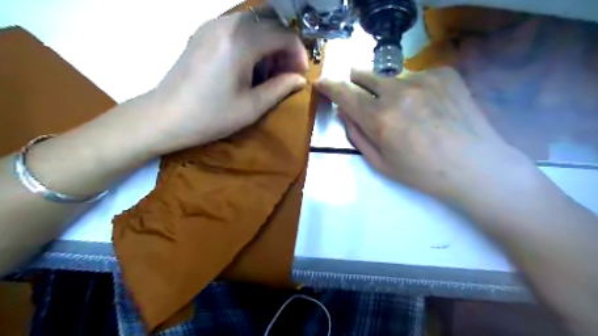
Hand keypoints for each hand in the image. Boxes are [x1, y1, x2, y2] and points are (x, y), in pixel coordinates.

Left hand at [135, 10, 305, 156]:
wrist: (166, 117)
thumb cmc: (211, 116)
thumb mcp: (252, 107)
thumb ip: (280, 88)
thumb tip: (300, 80)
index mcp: (240, 41)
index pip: (283, 33)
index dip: (298, 52)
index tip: (300, 73)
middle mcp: (227, 24)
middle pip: (270, 22)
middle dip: (285, 46)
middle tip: (287, 72)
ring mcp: (212, 26)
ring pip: (254, 23)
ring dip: (269, 44)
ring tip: (269, 72)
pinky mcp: (203, 33)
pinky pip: (237, 28)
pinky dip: (252, 43)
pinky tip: (249, 67)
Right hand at [315, 66, 528, 203]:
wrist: (474, 166)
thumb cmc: (421, 172)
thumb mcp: (380, 163)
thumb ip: (356, 135)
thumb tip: (343, 112)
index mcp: (379, 118)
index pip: (344, 94)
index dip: (329, 87)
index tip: (321, 83)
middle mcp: (398, 92)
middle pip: (364, 75)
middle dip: (355, 81)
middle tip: (358, 90)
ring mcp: (423, 79)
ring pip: (391, 77)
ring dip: (387, 88)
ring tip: (402, 107)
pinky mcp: (444, 74)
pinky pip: (417, 76)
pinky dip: (413, 88)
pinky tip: (427, 106)